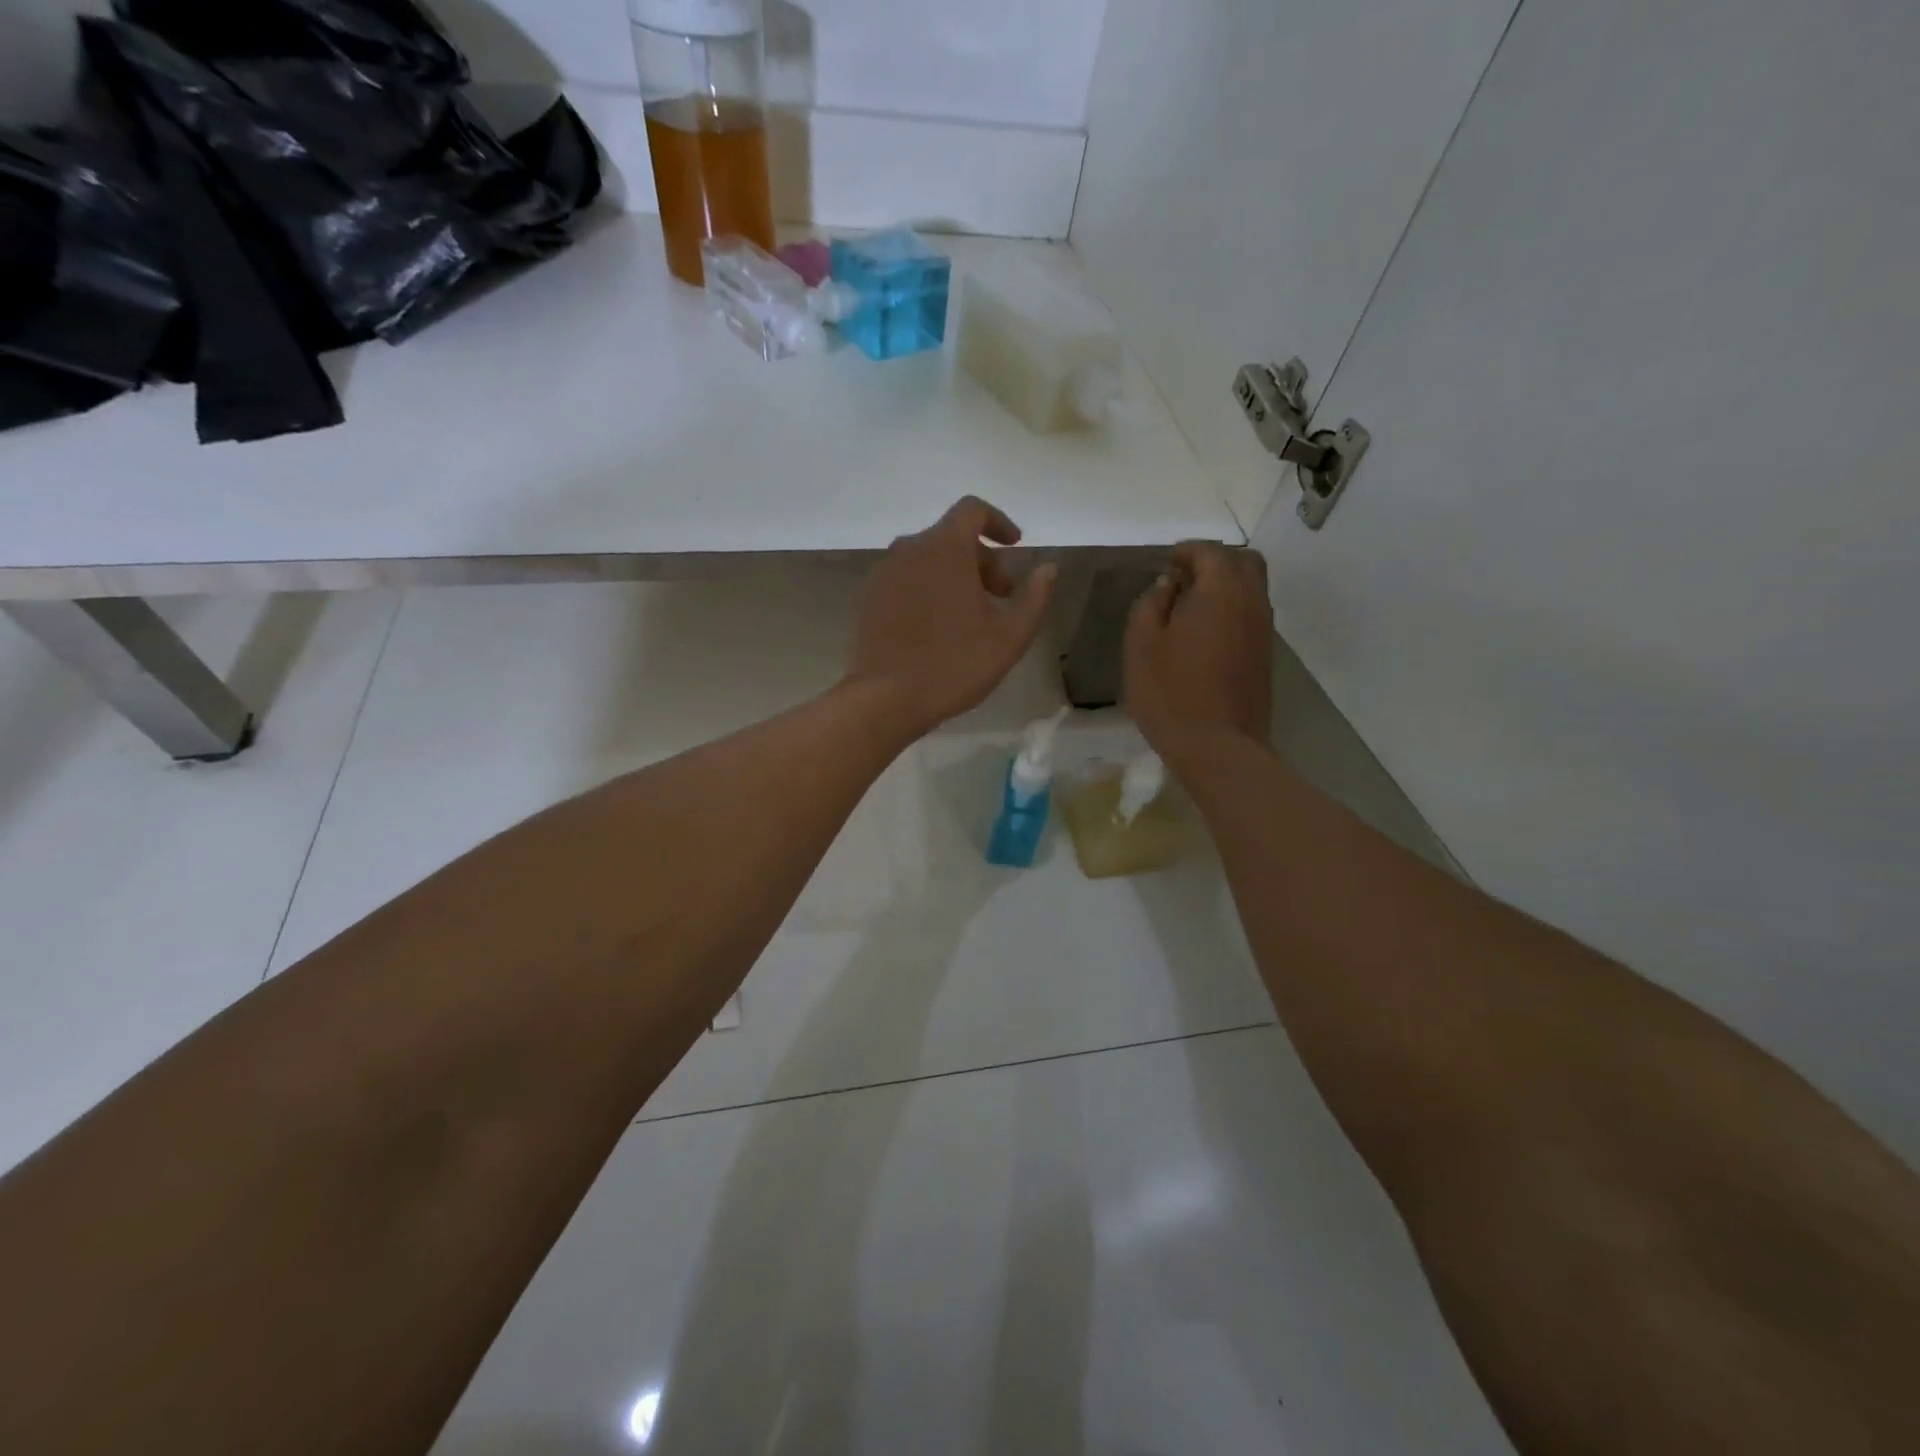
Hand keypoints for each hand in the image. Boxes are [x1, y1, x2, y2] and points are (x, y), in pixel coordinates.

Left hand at [846, 497, 1057, 739]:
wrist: (885, 699)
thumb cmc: (955, 664)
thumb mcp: (1009, 636)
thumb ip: (1034, 597)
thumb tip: (1048, 569)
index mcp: (944, 548)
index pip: (972, 510)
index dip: (998, 522)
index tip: (1015, 547)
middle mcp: (909, 549)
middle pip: (951, 537)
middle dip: (982, 560)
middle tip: (1001, 596)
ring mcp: (883, 573)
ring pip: (926, 560)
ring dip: (954, 576)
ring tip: (970, 616)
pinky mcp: (868, 598)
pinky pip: (905, 580)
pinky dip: (927, 589)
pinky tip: (937, 627)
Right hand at [1126, 542, 1272, 759]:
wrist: (1218, 747)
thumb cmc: (1171, 693)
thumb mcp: (1141, 645)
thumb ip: (1150, 605)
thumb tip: (1167, 586)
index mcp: (1220, 591)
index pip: (1210, 552)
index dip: (1187, 551)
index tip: (1166, 562)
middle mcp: (1251, 602)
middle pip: (1244, 562)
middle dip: (1215, 561)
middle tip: (1184, 578)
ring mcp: (1263, 631)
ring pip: (1252, 589)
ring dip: (1225, 586)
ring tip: (1190, 606)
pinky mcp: (1265, 656)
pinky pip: (1252, 615)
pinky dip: (1232, 610)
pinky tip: (1204, 633)